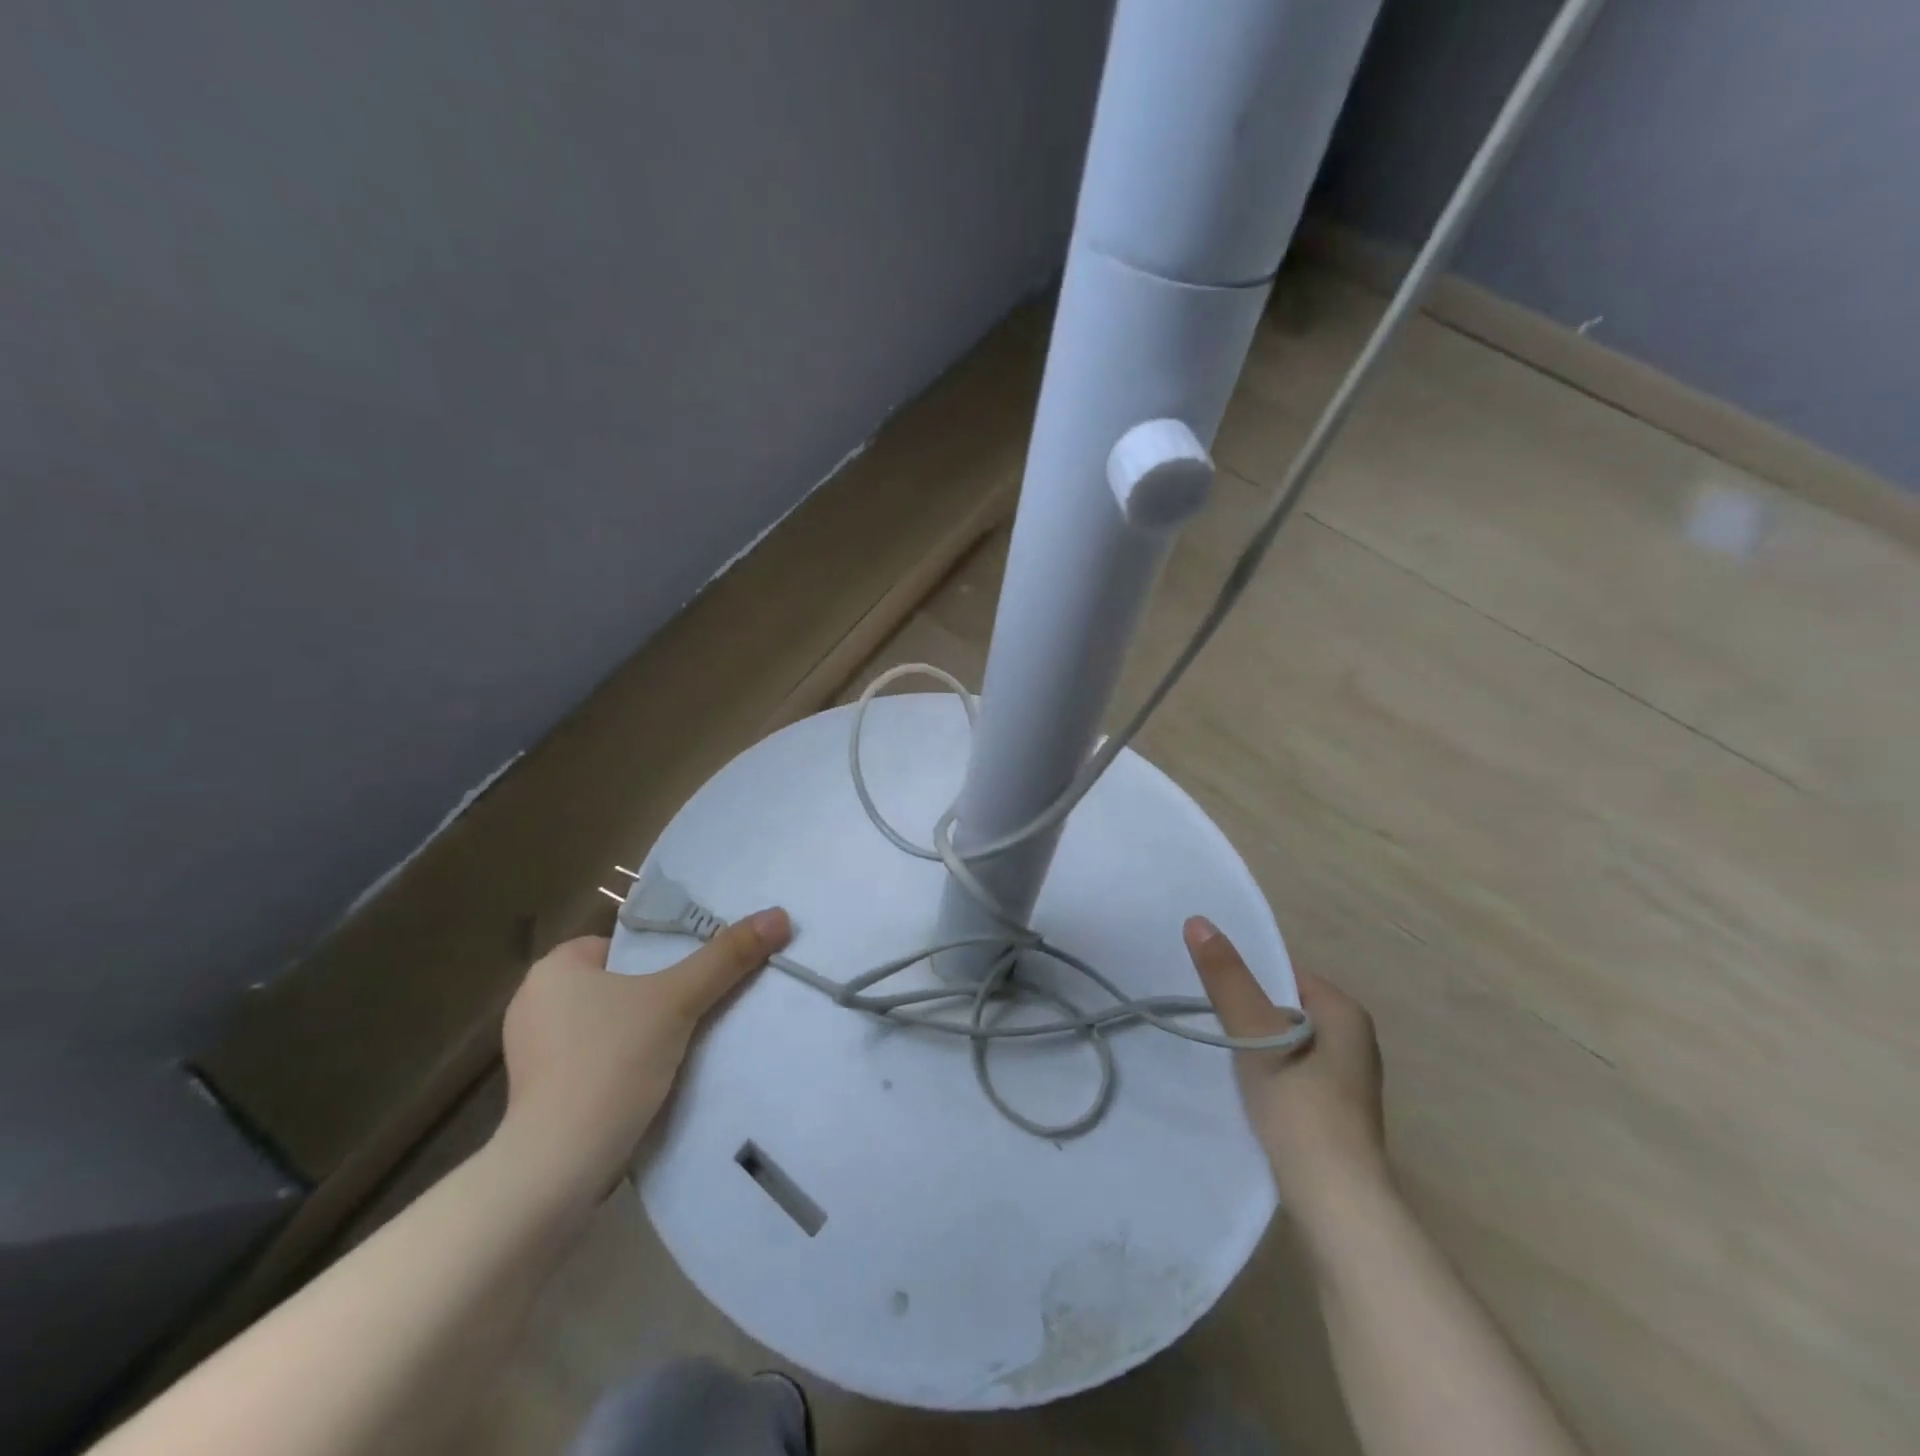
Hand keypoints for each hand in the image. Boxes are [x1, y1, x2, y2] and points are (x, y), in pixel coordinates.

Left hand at [497, 911, 790, 1206]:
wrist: (557, 1169)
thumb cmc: (610, 1064)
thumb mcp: (678, 1001)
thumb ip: (727, 957)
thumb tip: (779, 915)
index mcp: (554, 970)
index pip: (621, 946)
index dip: (661, 958)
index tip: (695, 978)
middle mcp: (533, 1004)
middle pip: (618, 984)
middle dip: (654, 997)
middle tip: (697, 1009)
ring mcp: (530, 1054)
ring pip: (605, 1026)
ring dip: (639, 1034)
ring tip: (683, 1046)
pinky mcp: (536, 1097)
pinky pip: (592, 1062)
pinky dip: (620, 1066)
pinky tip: (649, 1082)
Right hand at [1184, 917, 1388, 1236]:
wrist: (1338, 1207)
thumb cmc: (1301, 1111)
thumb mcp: (1257, 1038)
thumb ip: (1229, 980)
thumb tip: (1198, 920)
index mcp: (1345, 1013)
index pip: (1283, 974)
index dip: (1244, 978)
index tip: (1207, 988)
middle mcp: (1354, 1039)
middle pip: (1283, 1007)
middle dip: (1248, 1011)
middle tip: (1206, 1017)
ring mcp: (1347, 1078)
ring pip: (1286, 1040)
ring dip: (1255, 1043)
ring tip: (1219, 1049)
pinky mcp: (1335, 1110)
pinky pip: (1292, 1069)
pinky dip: (1267, 1069)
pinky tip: (1244, 1085)